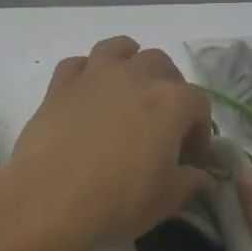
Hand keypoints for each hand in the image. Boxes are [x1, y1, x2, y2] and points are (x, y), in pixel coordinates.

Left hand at [4, 36, 214, 250]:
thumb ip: (191, 181)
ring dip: (130, 61)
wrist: (49, 200)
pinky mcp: (59, 86)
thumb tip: (202, 176)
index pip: (199, 103)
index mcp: (170, 102)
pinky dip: (87, 72)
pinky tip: (88, 94)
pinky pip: (77, 64)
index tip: (191, 159)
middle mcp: (135, 77)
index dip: (200, 131)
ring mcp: (94, 76)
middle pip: (162, 64)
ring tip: (129, 88)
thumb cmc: (117, 201)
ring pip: (118, 48)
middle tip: (163, 121)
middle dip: (169, 88)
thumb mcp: (166, 200)